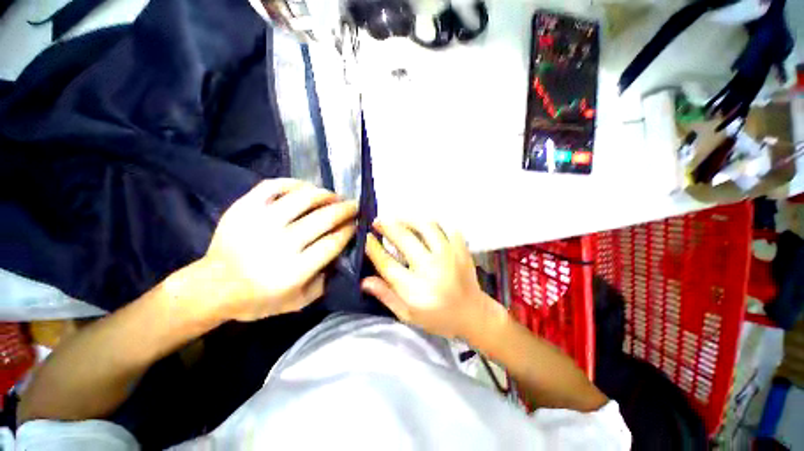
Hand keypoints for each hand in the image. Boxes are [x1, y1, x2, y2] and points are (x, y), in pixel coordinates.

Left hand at [202, 179, 356, 321]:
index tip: (357, 224)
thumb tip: (342, 255)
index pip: (333, 242)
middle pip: (324, 218)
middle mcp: (279, 244)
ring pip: (303, 198)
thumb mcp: (298, 302)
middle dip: (345, 210)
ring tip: (334, 196)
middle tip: (354, 206)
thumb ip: (324, 282)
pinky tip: (306, 188)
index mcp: (294, 271)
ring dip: (326, 194)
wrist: (211, 288)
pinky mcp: (243, 209)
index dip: (349, 230)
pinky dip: (294, 183)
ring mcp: (259, 223)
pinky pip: (274, 186)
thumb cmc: (258, 299)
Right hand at [362, 221, 493, 338]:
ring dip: (408, 219)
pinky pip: (445, 227)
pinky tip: (423, 224)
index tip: (367, 237)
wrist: (473, 314)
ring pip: (425, 226)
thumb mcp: (408, 315)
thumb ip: (386, 296)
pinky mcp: (461, 249)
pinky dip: (432, 222)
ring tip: (398, 219)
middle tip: (378, 221)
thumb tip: (364, 280)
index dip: (374, 248)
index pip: (388, 263)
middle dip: (387, 226)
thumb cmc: (438, 318)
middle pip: (404, 238)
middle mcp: (431, 269)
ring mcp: (449, 256)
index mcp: (416, 290)